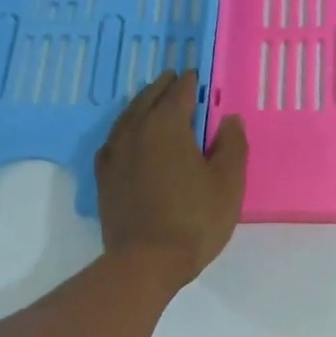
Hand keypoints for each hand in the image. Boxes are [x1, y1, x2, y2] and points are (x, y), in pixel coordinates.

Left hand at [95, 71, 247, 289]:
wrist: (146, 261)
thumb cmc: (195, 220)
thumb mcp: (228, 183)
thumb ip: (232, 146)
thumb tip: (229, 119)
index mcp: (166, 127)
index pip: (179, 94)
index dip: (190, 83)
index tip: (196, 75)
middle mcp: (135, 131)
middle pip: (148, 99)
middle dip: (163, 88)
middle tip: (174, 79)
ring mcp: (114, 154)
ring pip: (127, 117)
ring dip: (141, 104)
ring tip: (151, 100)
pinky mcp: (104, 177)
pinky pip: (113, 141)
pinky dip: (124, 130)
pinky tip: (128, 137)